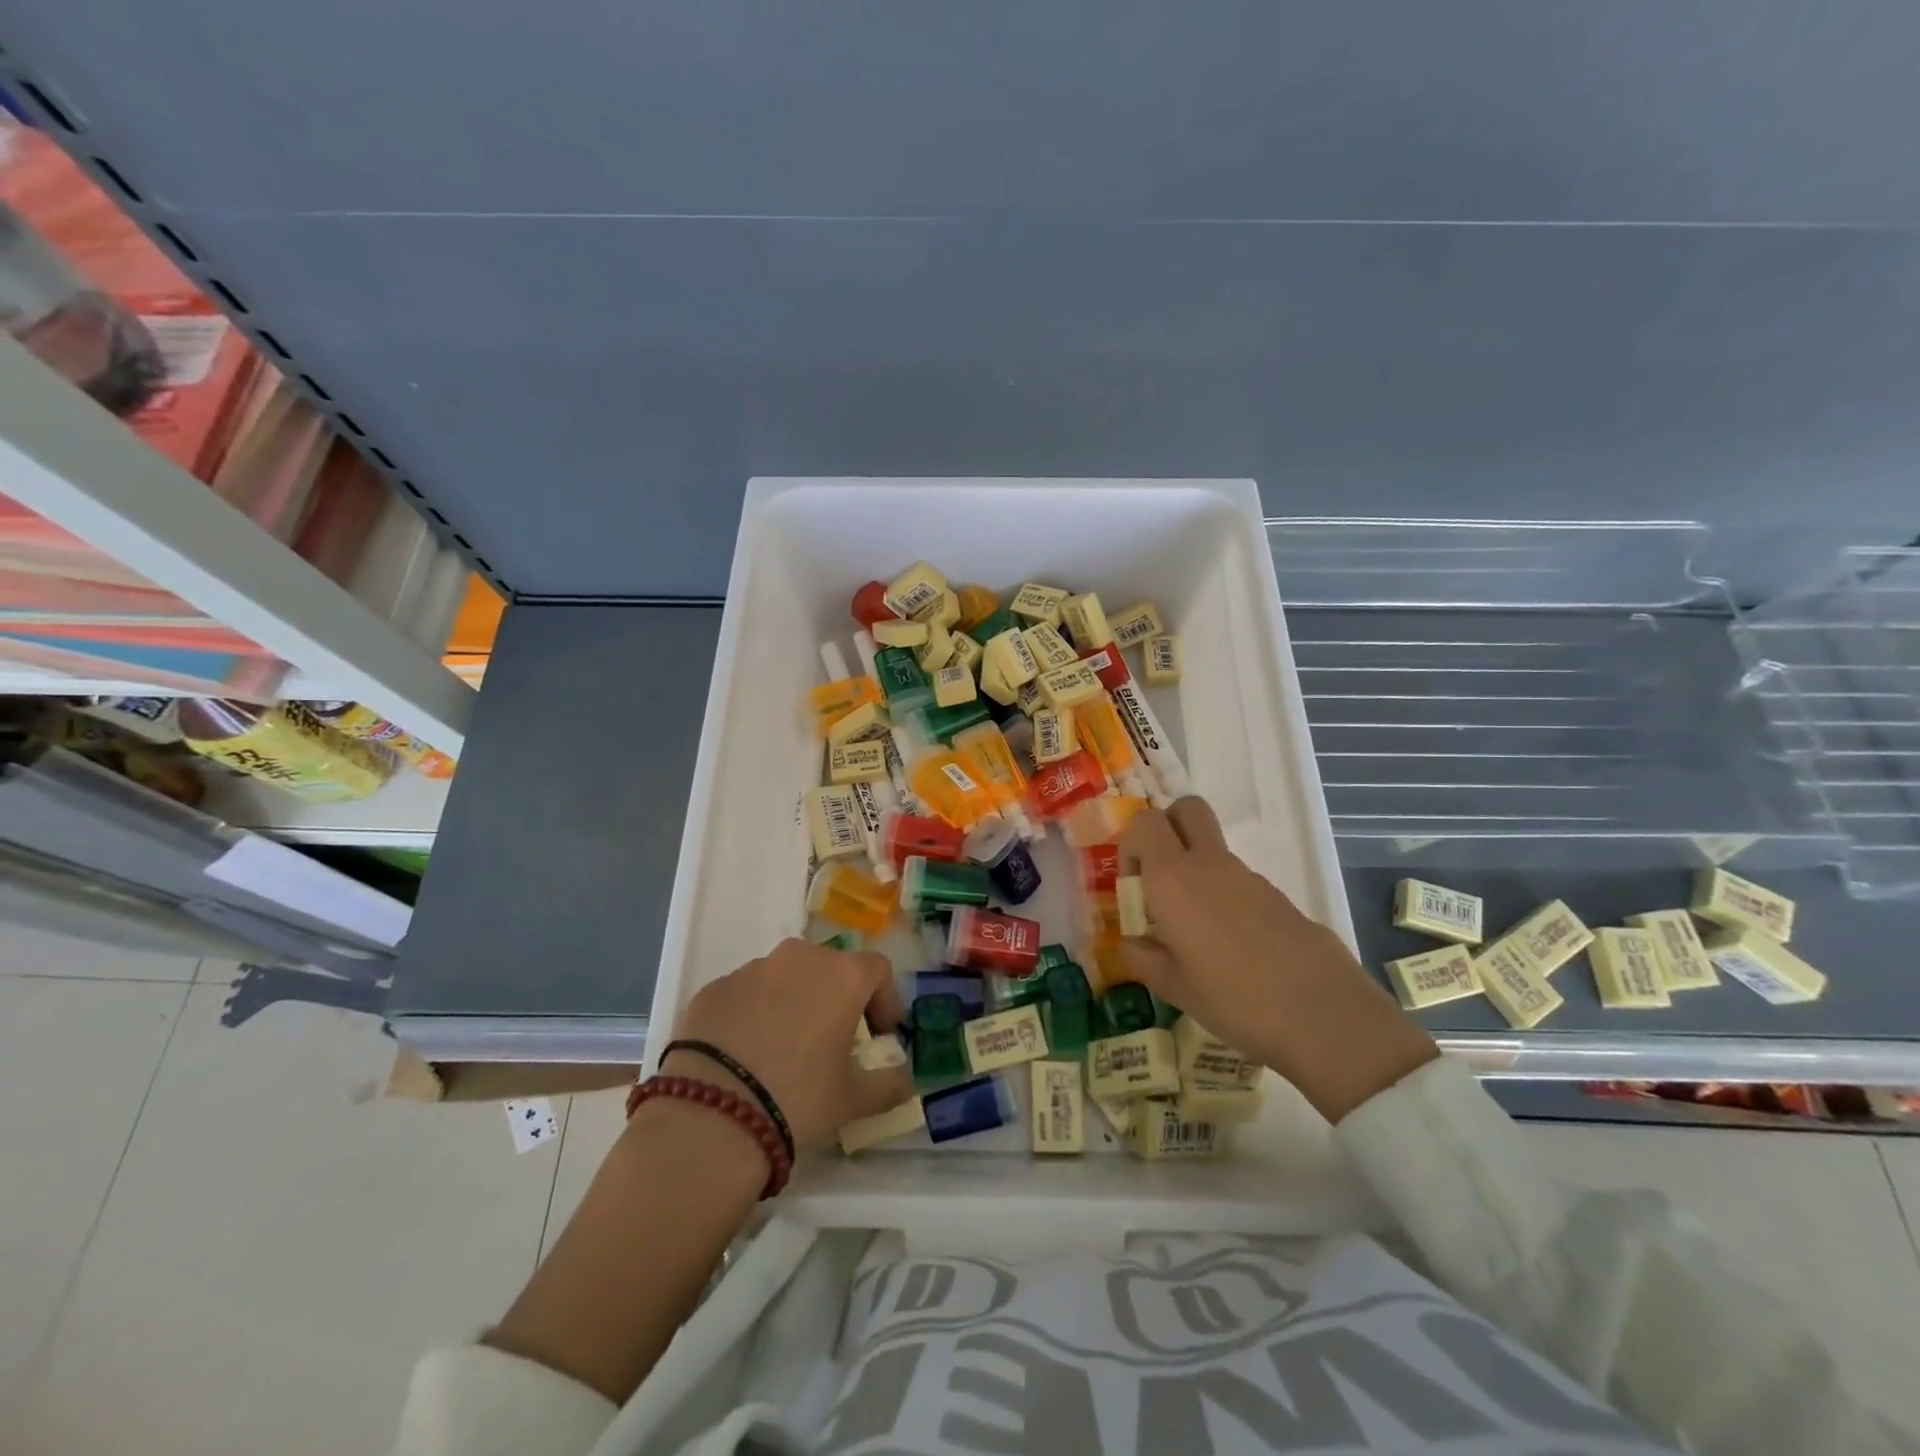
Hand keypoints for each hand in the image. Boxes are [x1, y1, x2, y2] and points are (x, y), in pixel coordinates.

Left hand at [663, 938, 914, 1153]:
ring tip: (785, 1049)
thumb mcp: (853, 1100)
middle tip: (834, 1040)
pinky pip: (745, 994)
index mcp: (841, 975)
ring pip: (785, 977)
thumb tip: (905, 1081)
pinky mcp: (712, 989)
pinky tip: (745, 1055)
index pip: (877, 970)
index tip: (881, 1033)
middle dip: (837, 998)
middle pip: (830, 968)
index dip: (885, 999)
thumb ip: (888, 1085)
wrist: (709, 1118)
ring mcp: (751, 969)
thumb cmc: (798, 1099)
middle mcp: (799, 958)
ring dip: (794, 1002)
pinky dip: (753, 1013)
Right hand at [1119, 797, 1437, 1122]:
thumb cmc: (1233, 999)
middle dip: (1168, 828)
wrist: (1323, 1014)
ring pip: (1212, 849)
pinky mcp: (1277, 896)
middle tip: (1160, 876)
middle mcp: (1208, 864)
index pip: (1144, 823)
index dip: (1132, 844)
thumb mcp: (1174, 987)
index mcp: (1173, 879)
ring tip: (1196, 932)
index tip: (1134, 886)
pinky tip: (1232, 947)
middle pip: (1187, 809)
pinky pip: (1238, 880)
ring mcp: (1248, 877)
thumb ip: (1143, 957)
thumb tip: (1132, 942)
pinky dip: (1225, 896)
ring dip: (1196, 870)